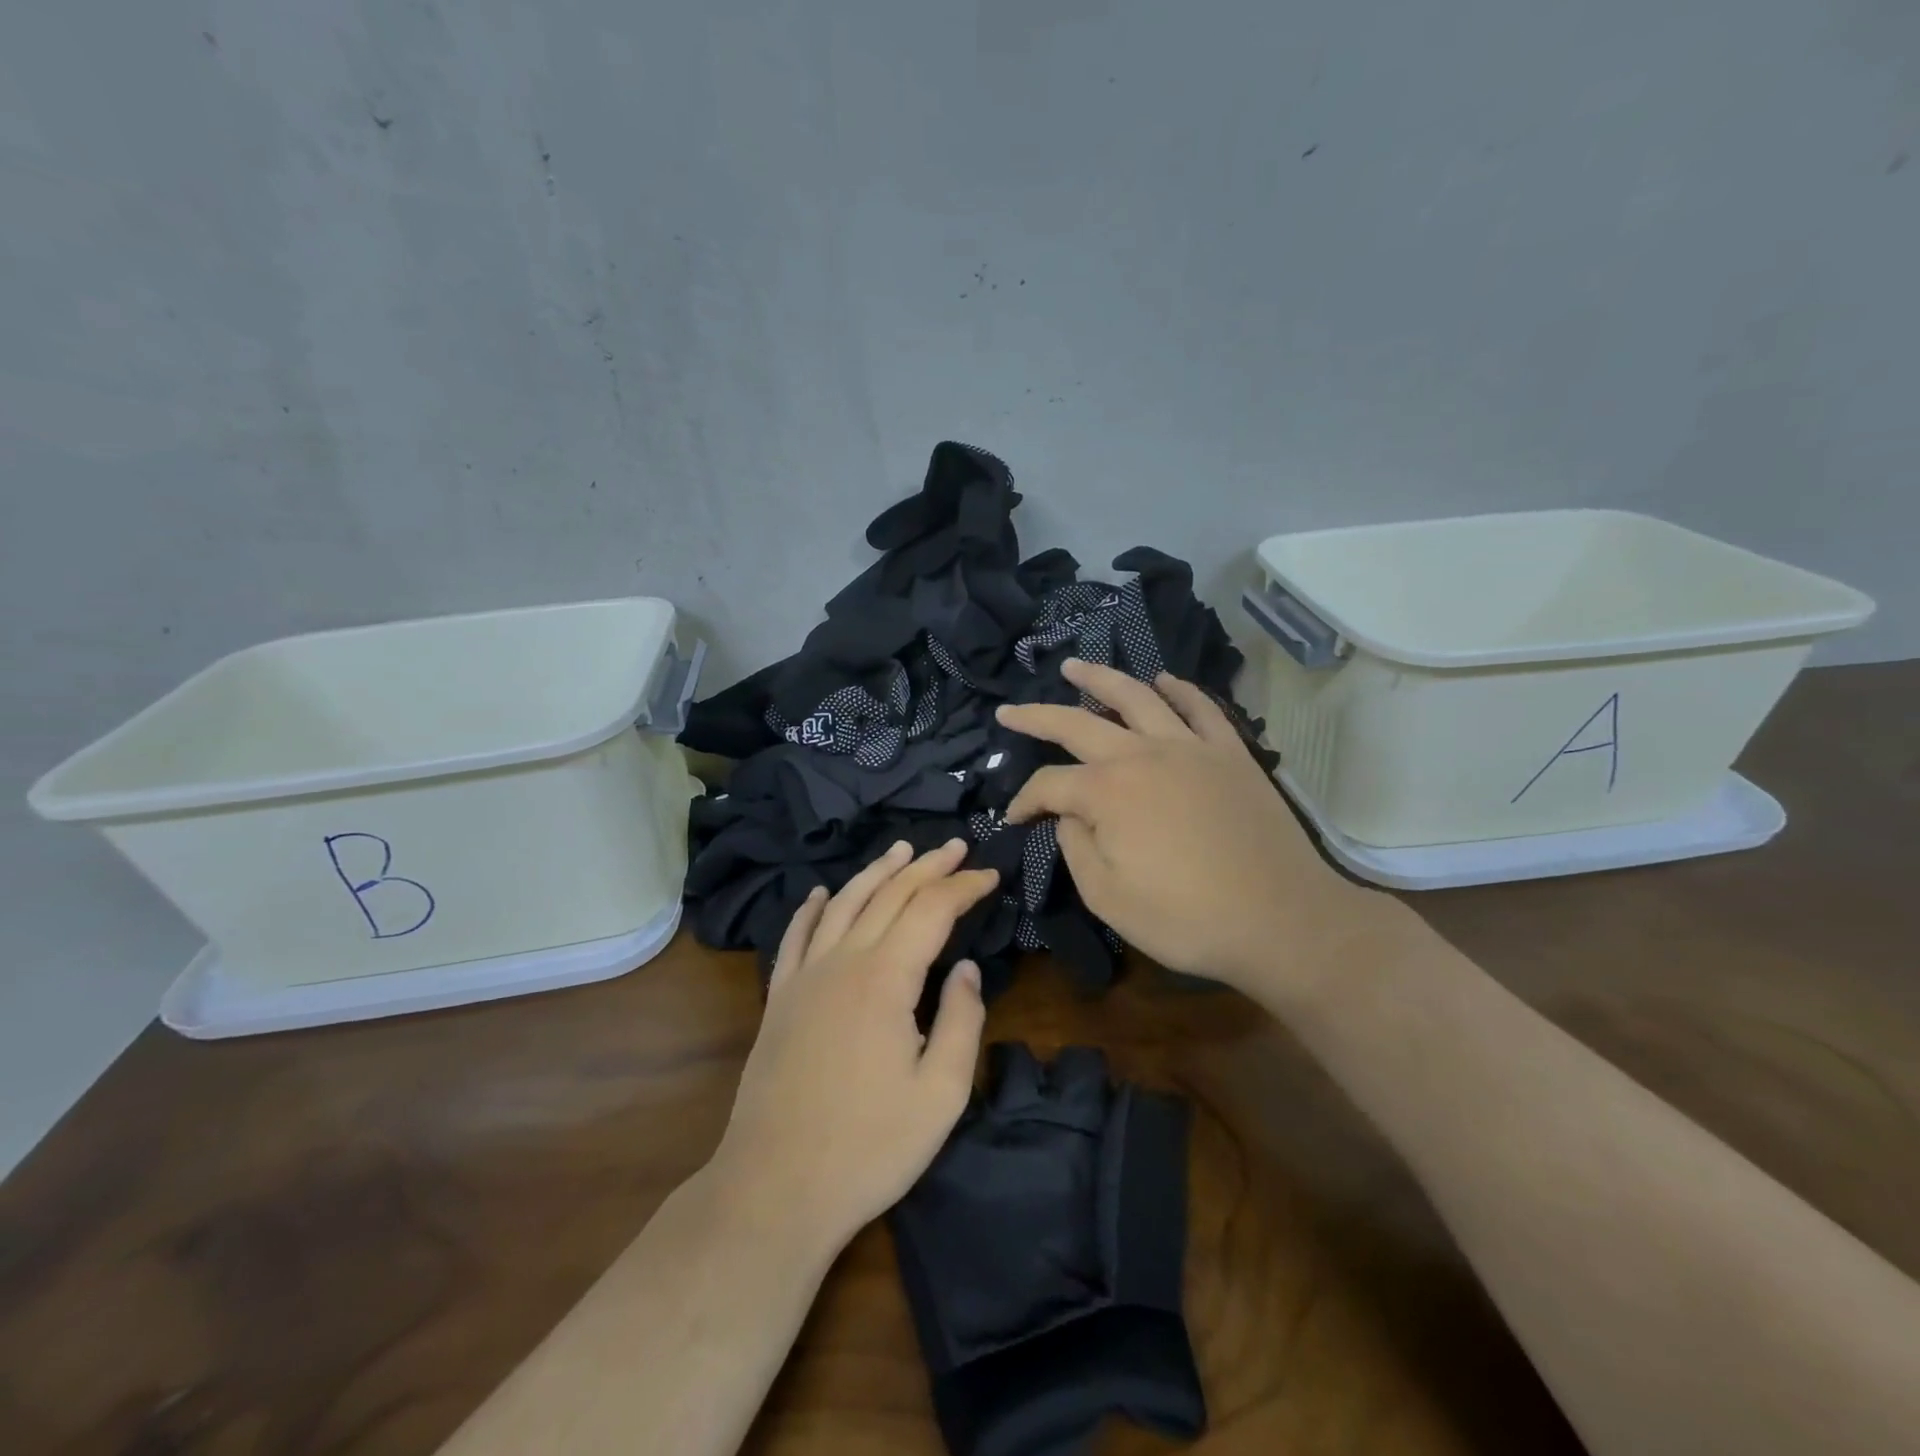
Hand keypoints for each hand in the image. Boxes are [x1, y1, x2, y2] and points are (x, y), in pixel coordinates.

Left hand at [710, 839, 998, 1256]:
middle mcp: (842, 961)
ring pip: (842, 903)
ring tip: (900, 850)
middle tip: (956, 846)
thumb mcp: (940, 1094)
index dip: (963, 887)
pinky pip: (795, 936)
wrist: (774, 1189)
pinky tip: (819, 894)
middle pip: (888, 895)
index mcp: (885, 979)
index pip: (931, 910)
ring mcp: (803, 976)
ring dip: (875, 872)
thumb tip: (966, 969)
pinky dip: (810, 908)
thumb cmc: (868, 1147)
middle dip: (926, 866)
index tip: (990, 875)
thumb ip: (961, 1022)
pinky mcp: (778, 999)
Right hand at [997, 658, 1385, 998]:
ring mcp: (1190, 747)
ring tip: (1075, 666)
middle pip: (1077, 723)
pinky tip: (1163, 680)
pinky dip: (1179, 689)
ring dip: (1100, 678)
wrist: (1282, 920)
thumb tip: (1069, 817)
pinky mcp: (1230, 752)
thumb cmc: (1187, 918)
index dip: (1025, 801)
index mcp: (1107, 792)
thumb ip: (1075, 848)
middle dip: (1037, 716)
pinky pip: (1201, 708)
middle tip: (1010, 710)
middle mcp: (1142, 754)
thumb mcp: (1108, 898)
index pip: (1049, 784)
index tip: (1014, 820)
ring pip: (1137, 696)